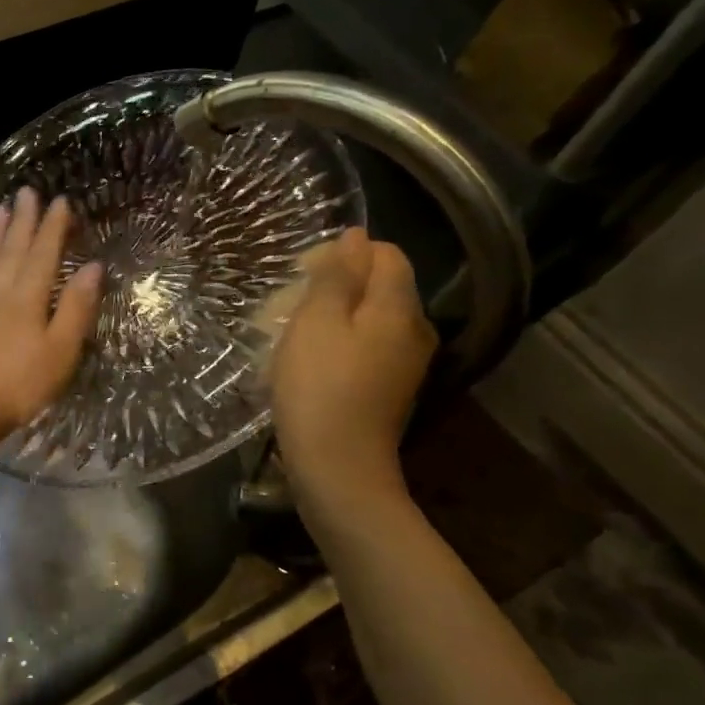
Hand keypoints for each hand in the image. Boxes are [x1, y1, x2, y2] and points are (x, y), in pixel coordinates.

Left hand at [0, 188, 103, 446]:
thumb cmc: (19, 387)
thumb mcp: (61, 351)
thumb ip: (76, 308)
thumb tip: (94, 267)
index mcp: (28, 299)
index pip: (44, 254)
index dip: (53, 227)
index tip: (60, 201)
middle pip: (11, 250)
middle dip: (22, 220)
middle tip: (26, 192)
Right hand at [269, 227, 436, 522]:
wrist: (337, 467)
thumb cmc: (319, 387)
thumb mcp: (317, 321)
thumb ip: (337, 275)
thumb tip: (355, 237)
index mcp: (399, 307)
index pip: (386, 254)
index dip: (344, 253)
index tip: (302, 274)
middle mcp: (414, 330)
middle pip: (380, 286)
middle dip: (336, 285)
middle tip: (290, 306)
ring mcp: (406, 363)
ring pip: (371, 318)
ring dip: (333, 317)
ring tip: (293, 335)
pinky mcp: (391, 389)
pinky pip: (368, 347)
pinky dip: (340, 344)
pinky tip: (310, 364)